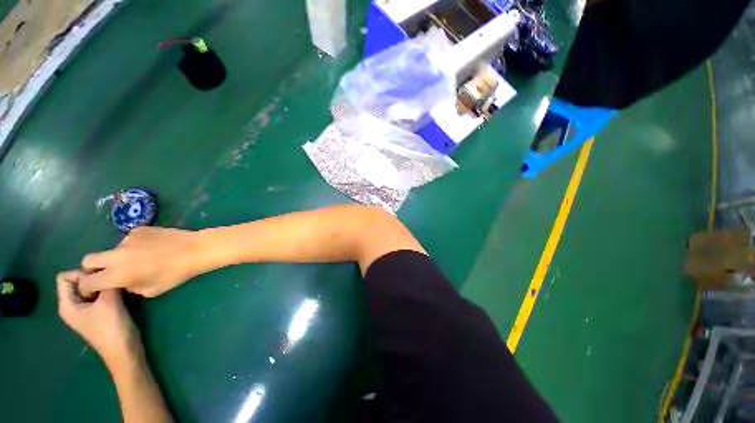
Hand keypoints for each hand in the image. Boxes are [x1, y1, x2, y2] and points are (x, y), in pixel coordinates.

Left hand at [57, 271, 140, 367]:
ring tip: (116, 289)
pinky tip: (119, 295)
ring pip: (89, 288)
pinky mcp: (97, 312)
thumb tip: (109, 268)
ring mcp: (85, 310)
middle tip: (110, 284)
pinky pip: (97, 295)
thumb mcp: (109, 302)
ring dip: (102, 286)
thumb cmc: (111, 328)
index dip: (81, 274)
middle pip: (77, 281)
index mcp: (67, 305)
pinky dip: (107, 292)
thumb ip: (106, 282)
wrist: (124, 350)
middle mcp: (72, 305)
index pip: (65, 277)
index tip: (99, 280)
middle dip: (94, 279)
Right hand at [79, 227, 204, 297]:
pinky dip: (132, 246)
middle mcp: (115, 255)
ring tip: (141, 258)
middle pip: (88, 260)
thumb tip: (122, 282)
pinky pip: (128, 240)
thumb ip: (129, 288)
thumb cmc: (175, 273)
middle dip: (92, 268)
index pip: (87, 282)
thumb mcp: (150, 290)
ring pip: (111, 249)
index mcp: (117, 274)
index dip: (87, 287)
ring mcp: (126, 239)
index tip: (94, 288)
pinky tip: (151, 247)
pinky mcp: (138, 229)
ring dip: (117, 256)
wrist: (195, 250)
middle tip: (108, 272)